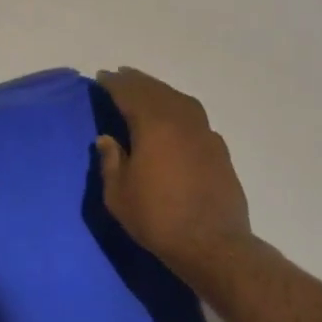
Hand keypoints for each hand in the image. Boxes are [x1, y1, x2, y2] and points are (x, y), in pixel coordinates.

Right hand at [96, 68, 257, 275]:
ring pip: (180, 100)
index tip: (101, 76)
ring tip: (147, 91)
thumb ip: (111, 161)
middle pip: (156, 91)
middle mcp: (181, 121)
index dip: (114, 84)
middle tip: (121, 76)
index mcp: (154, 125)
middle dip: (137, 81)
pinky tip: (175, 120)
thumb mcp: (119, 194)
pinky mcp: (220, 151)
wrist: (214, 245)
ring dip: (160, 91)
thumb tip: (107, 139)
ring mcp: (205, 134)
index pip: (130, 94)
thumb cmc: (158, 218)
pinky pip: (195, 117)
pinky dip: (180, 109)